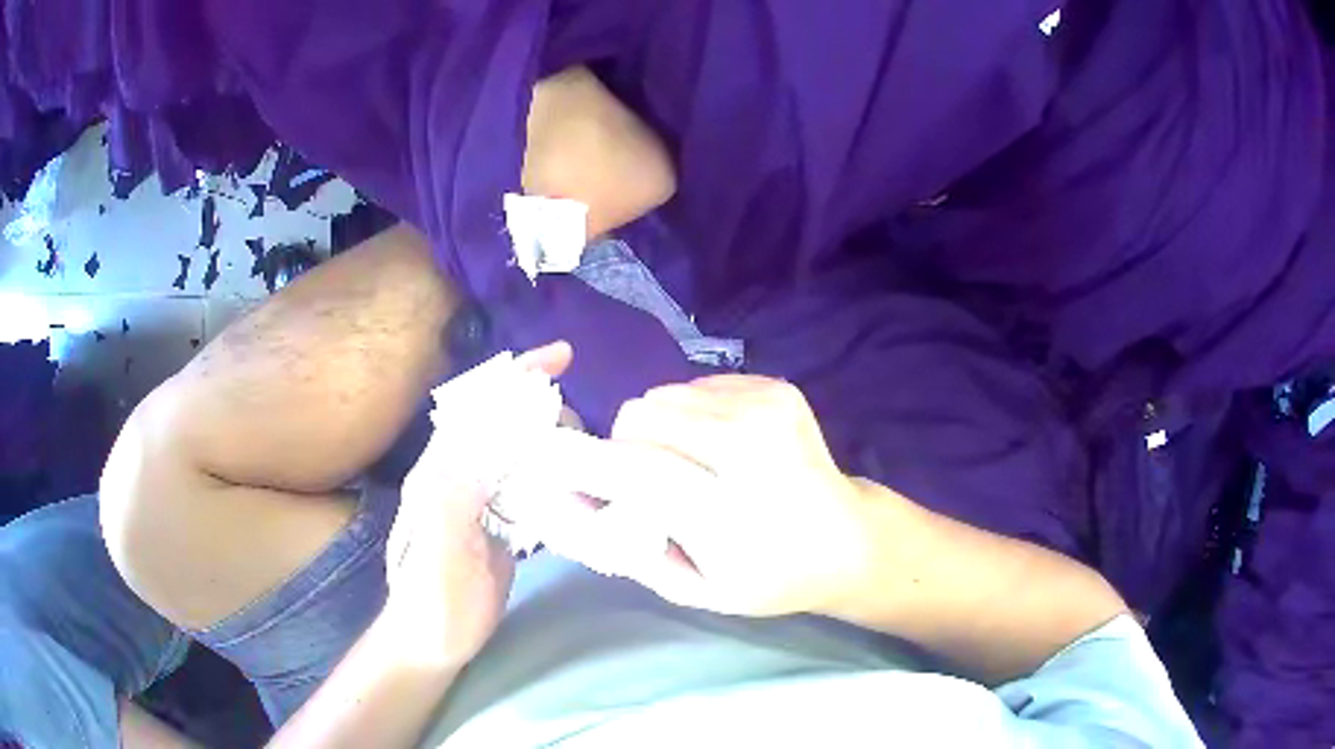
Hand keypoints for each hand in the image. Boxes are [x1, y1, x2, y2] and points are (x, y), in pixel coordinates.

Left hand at [382, 343, 571, 667]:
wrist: (433, 640)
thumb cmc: (431, 597)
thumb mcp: (437, 548)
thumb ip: (453, 495)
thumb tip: (492, 443)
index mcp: (441, 469)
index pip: (481, 407)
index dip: (517, 376)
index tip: (561, 356)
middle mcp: (461, 474)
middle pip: (505, 421)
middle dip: (545, 409)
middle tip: (582, 432)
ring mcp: (483, 498)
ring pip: (522, 451)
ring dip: (556, 442)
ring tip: (589, 455)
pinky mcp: (501, 523)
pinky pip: (532, 484)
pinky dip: (558, 475)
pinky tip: (580, 485)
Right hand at [524, 374, 876, 617]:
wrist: (846, 539)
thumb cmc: (768, 577)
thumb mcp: (694, 590)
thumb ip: (627, 547)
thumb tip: (566, 504)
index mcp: (729, 510)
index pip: (635, 467)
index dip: (586, 460)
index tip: (556, 464)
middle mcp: (749, 446)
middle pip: (642, 415)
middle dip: (626, 446)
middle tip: (649, 479)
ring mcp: (768, 407)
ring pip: (663, 394)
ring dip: (660, 428)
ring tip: (691, 463)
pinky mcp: (777, 386)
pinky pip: (696, 386)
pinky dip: (692, 413)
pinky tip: (721, 444)